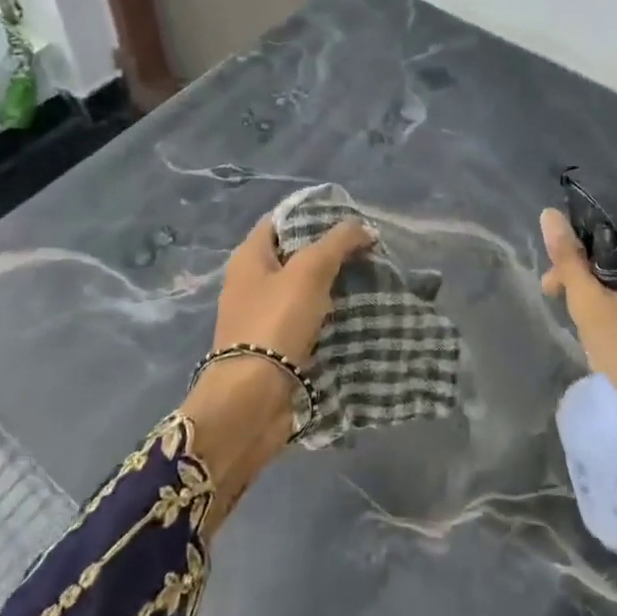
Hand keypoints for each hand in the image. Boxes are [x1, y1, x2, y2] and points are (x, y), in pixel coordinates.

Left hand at [181, 212, 372, 531]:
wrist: (252, 401)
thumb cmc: (275, 323)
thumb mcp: (310, 271)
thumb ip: (338, 242)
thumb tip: (364, 227)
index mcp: (249, 257)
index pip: (281, 220)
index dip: (313, 213)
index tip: (349, 218)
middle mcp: (250, 282)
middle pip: (294, 254)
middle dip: (329, 250)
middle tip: (366, 249)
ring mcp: (261, 316)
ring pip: (302, 288)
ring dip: (331, 284)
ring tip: (368, 278)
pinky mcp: (274, 346)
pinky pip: (305, 319)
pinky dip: (327, 314)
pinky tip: (355, 312)